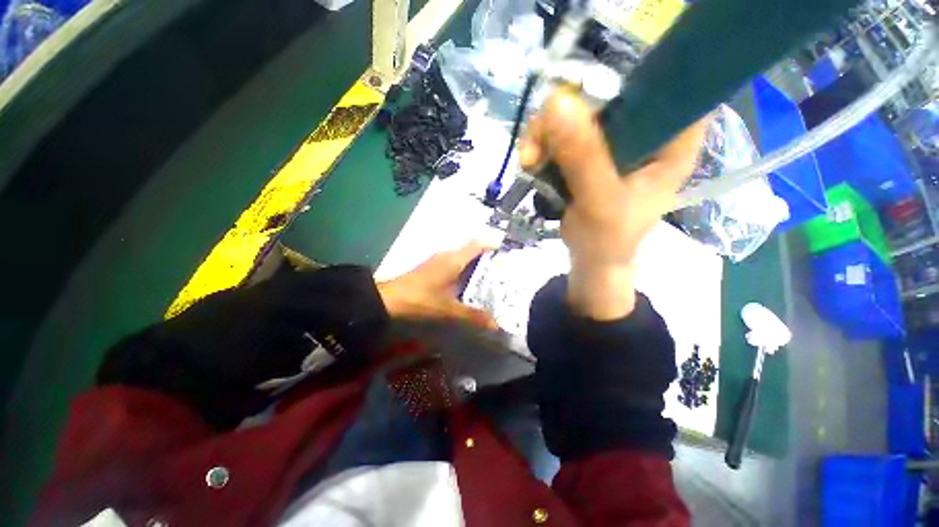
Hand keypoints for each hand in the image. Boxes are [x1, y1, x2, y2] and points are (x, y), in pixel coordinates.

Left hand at [377, 242, 497, 329]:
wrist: (389, 298)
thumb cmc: (421, 299)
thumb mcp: (448, 309)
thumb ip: (472, 315)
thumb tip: (495, 325)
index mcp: (454, 259)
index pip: (477, 245)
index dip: (492, 245)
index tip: (506, 254)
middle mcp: (447, 255)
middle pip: (472, 249)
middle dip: (487, 257)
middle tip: (503, 270)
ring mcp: (438, 260)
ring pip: (462, 256)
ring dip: (476, 263)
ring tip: (490, 277)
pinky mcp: (432, 266)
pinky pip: (454, 262)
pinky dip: (465, 269)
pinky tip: (469, 283)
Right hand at [520, 89, 707, 319]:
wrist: (590, 260)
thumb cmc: (608, 239)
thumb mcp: (600, 201)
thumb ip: (583, 157)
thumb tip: (556, 102)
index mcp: (672, 142)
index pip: (670, 85)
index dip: (635, 76)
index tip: (593, 91)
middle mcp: (645, 133)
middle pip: (609, 95)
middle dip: (567, 114)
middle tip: (539, 141)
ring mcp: (613, 143)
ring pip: (577, 114)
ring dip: (545, 133)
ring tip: (528, 160)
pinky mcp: (588, 154)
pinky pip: (561, 135)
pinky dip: (541, 145)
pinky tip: (529, 162)